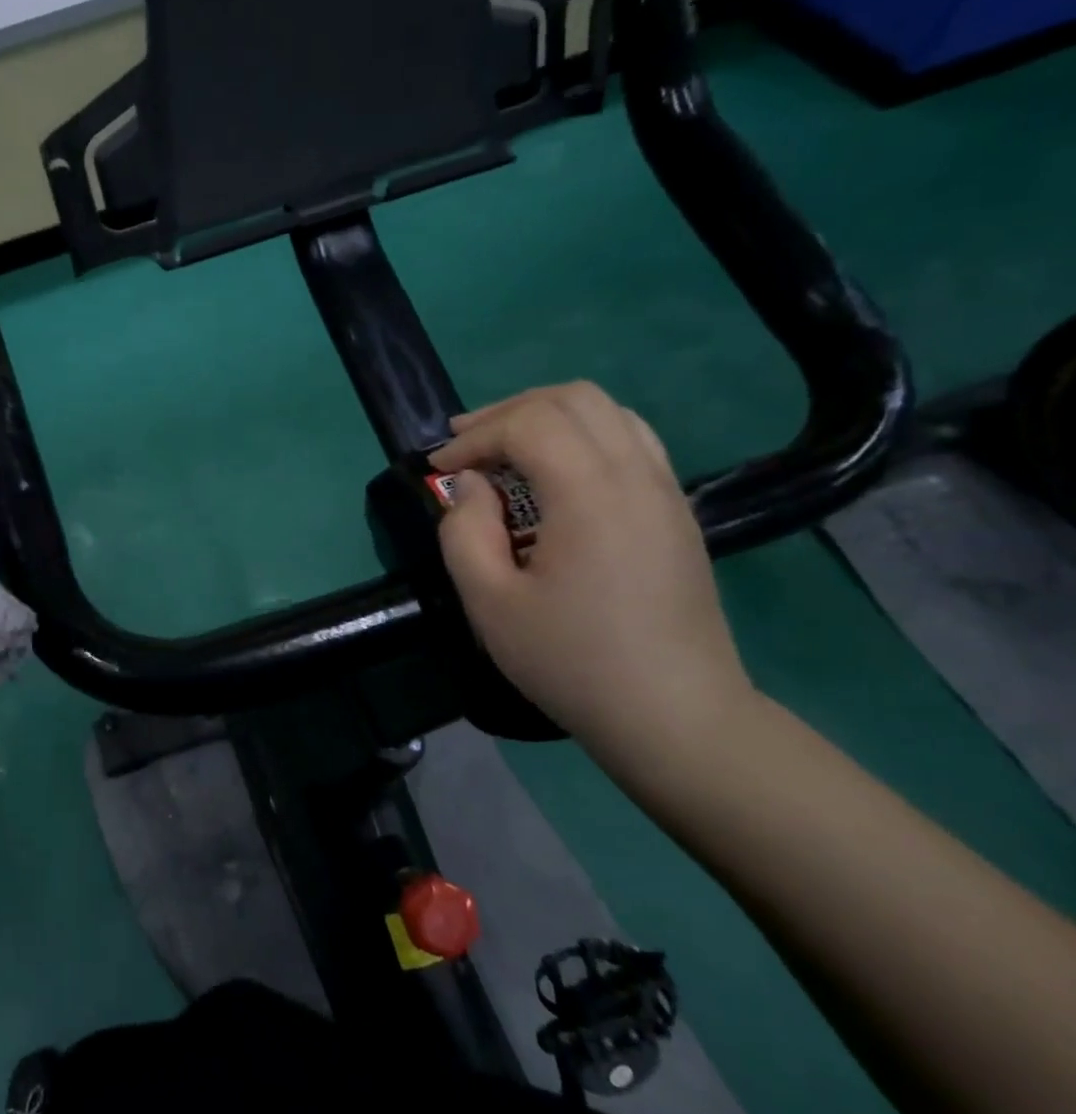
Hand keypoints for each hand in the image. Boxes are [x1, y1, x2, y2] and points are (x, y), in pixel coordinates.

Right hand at [429, 382, 756, 756]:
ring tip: (503, 448)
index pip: (530, 423)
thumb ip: (464, 531)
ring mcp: (666, 491)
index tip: (439, 469)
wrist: (675, 715)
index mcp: (592, 496)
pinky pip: (631, 440)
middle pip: (574, 398)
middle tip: (465, 443)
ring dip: (547, 416)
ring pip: (609, 411)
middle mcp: (638, 476)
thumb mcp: (490, 603)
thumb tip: (472, 486)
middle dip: (509, 411)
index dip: (476, 436)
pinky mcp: (676, 512)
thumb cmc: (572, 661)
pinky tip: (553, 473)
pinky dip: (582, 435)